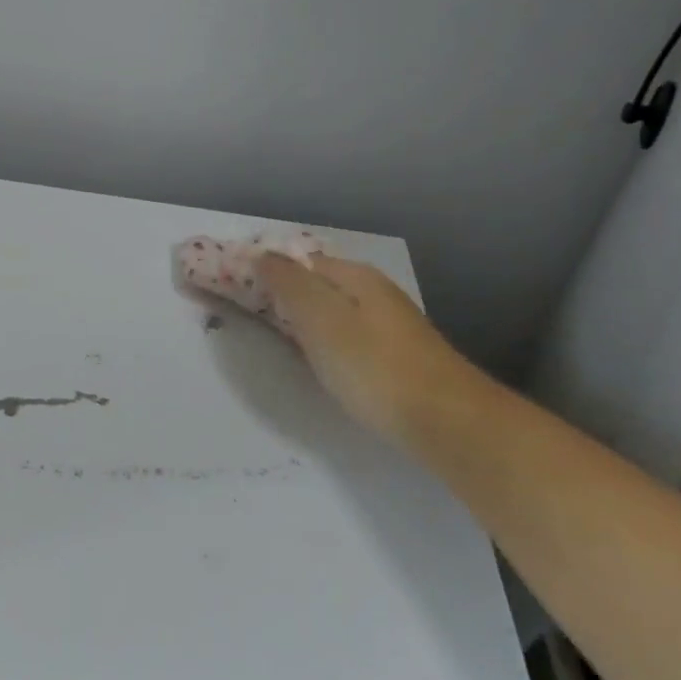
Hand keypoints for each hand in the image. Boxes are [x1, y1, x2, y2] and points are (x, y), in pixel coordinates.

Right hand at [256, 253, 478, 438]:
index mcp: (355, 276)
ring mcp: (388, 324)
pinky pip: (345, 334)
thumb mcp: (321, 320)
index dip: (266, 269)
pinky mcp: (395, 355)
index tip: (231, 287)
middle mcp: (374, 292)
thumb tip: (262, 255)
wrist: (449, 424)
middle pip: (316, 283)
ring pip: (331, 309)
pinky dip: (322, 338)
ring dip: (301, 316)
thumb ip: (289, 285)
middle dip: (282, 292)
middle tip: (245, 313)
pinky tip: (316, 358)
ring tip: (273, 335)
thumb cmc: (374, 368)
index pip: (298, 260)